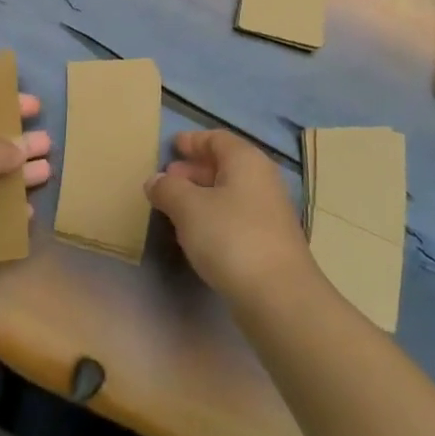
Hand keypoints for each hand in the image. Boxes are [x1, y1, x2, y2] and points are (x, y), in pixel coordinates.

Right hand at [147, 129, 312, 303]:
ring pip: (230, 193)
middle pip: (225, 165)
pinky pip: (236, 217)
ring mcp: (269, 213)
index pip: (217, 138)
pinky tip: (196, 234)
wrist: (278, 297)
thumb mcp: (188, 207)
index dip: (193, 140)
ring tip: (174, 207)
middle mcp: (262, 180)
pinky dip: (214, 217)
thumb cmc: (231, 237)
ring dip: (202, 196)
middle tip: (168, 178)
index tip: (172, 145)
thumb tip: (156, 180)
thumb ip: (168, 188)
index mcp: (246, 161)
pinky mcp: (269, 243)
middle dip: (195, 169)